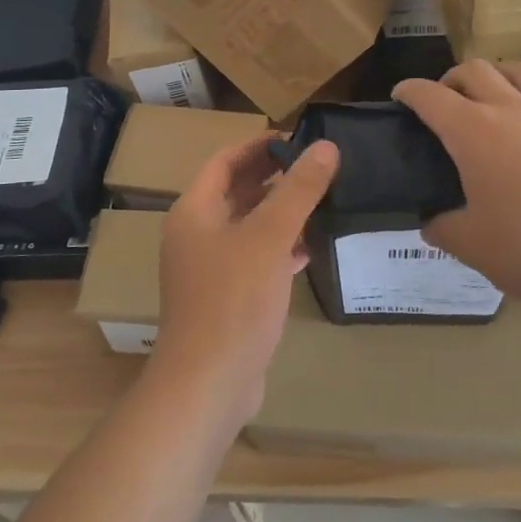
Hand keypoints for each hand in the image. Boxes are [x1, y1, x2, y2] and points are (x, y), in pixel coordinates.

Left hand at [151, 133, 339, 422]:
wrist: (209, 383)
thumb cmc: (234, 299)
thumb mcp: (269, 237)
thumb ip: (298, 190)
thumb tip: (326, 147)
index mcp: (194, 211)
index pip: (225, 161)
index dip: (258, 145)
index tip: (297, 138)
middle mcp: (196, 235)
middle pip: (236, 192)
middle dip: (274, 177)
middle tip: (317, 166)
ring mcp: (209, 269)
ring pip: (248, 227)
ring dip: (280, 213)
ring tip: (322, 200)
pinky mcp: (227, 297)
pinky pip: (255, 259)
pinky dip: (279, 249)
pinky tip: (310, 248)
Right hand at [393, 54, 520, 314]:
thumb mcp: (471, 247)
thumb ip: (442, 228)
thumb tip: (431, 222)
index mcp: (473, 134)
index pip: (430, 97)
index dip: (409, 91)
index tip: (400, 96)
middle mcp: (513, 111)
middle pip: (477, 71)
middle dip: (454, 77)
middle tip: (448, 98)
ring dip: (505, 71)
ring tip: (497, 84)